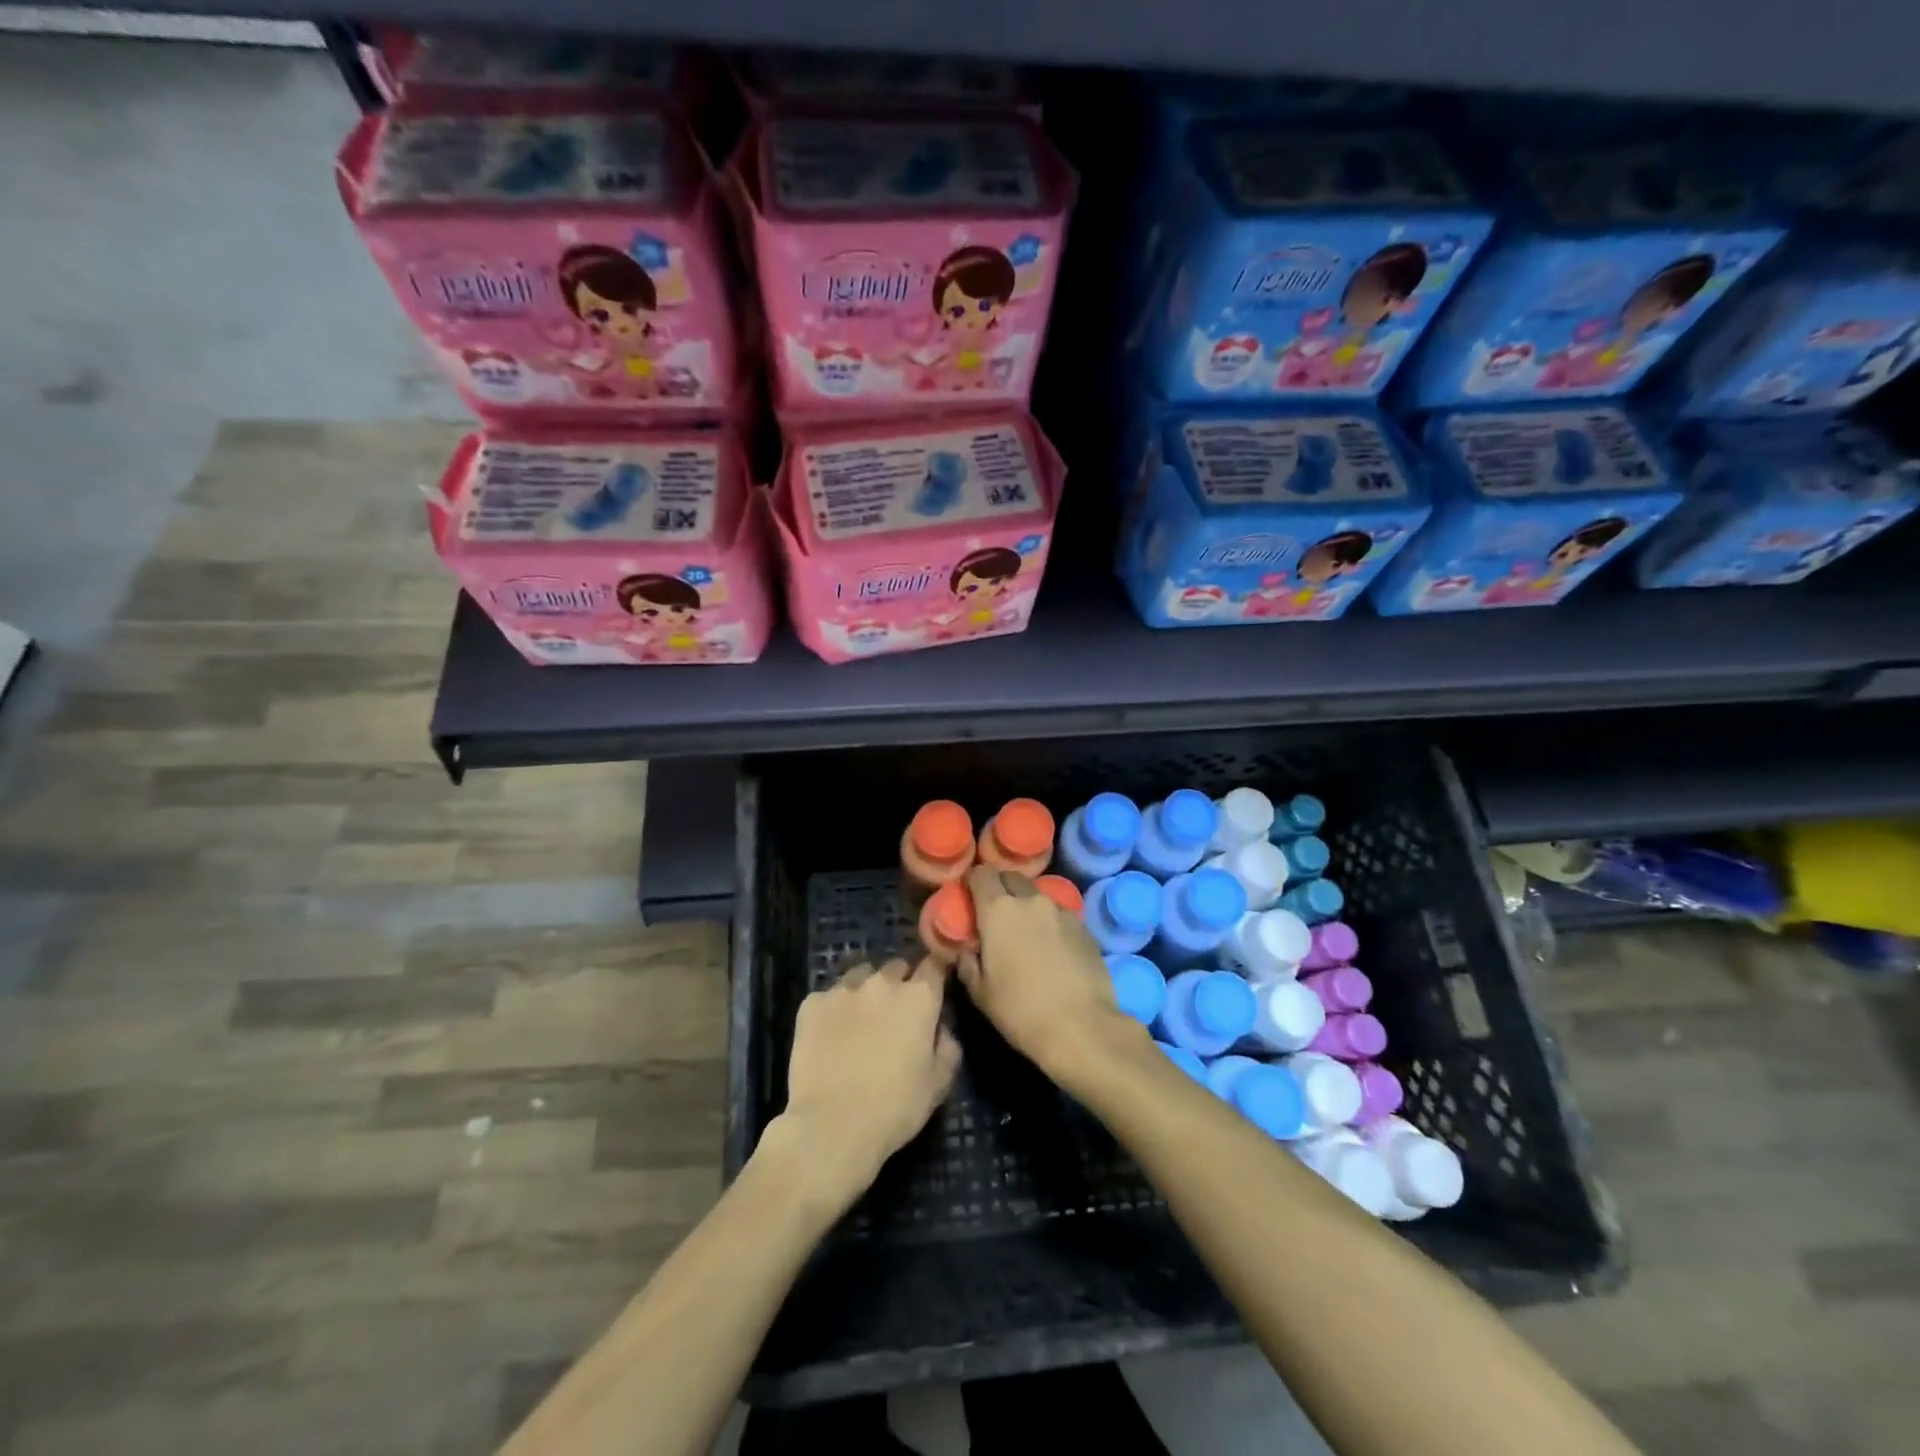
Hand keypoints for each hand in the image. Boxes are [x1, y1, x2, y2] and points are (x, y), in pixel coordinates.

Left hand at [771, 958, 960, 1212]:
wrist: (831, 1127)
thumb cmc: (894, 1108)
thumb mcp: (939, 1083)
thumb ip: (947, 1045)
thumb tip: (940, 1027)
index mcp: (919, 997)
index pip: (934, 963)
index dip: (936, 972)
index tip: (934, 986)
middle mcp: (883, 982)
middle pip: (897, 967)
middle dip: (900, 983)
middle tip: (896, 1013)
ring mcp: (844, 989)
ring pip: (861, 975)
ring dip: (867, 990)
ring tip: (861, 1020)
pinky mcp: (812, 1003)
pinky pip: (829, 996)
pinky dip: (834, 1009)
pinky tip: (831, 1035)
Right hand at [958, 865, 1144, 1082]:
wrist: (1082, 1028)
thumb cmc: (1021, 1011)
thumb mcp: (980, 993)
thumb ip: (967, 962)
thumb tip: (967, 948)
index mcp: (999, 910)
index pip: (981, 874)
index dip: (972, 881)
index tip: (968, 896)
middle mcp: (1031, 901)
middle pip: (1011, 878)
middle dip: (1000, 887)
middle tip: (994, 912)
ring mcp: (1062, 911)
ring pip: (1037, 896)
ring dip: (1026, 906)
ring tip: (1025, 932)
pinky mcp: (1085, 927)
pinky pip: (1059, 915)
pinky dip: (1049, 922)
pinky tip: (1050, 948)